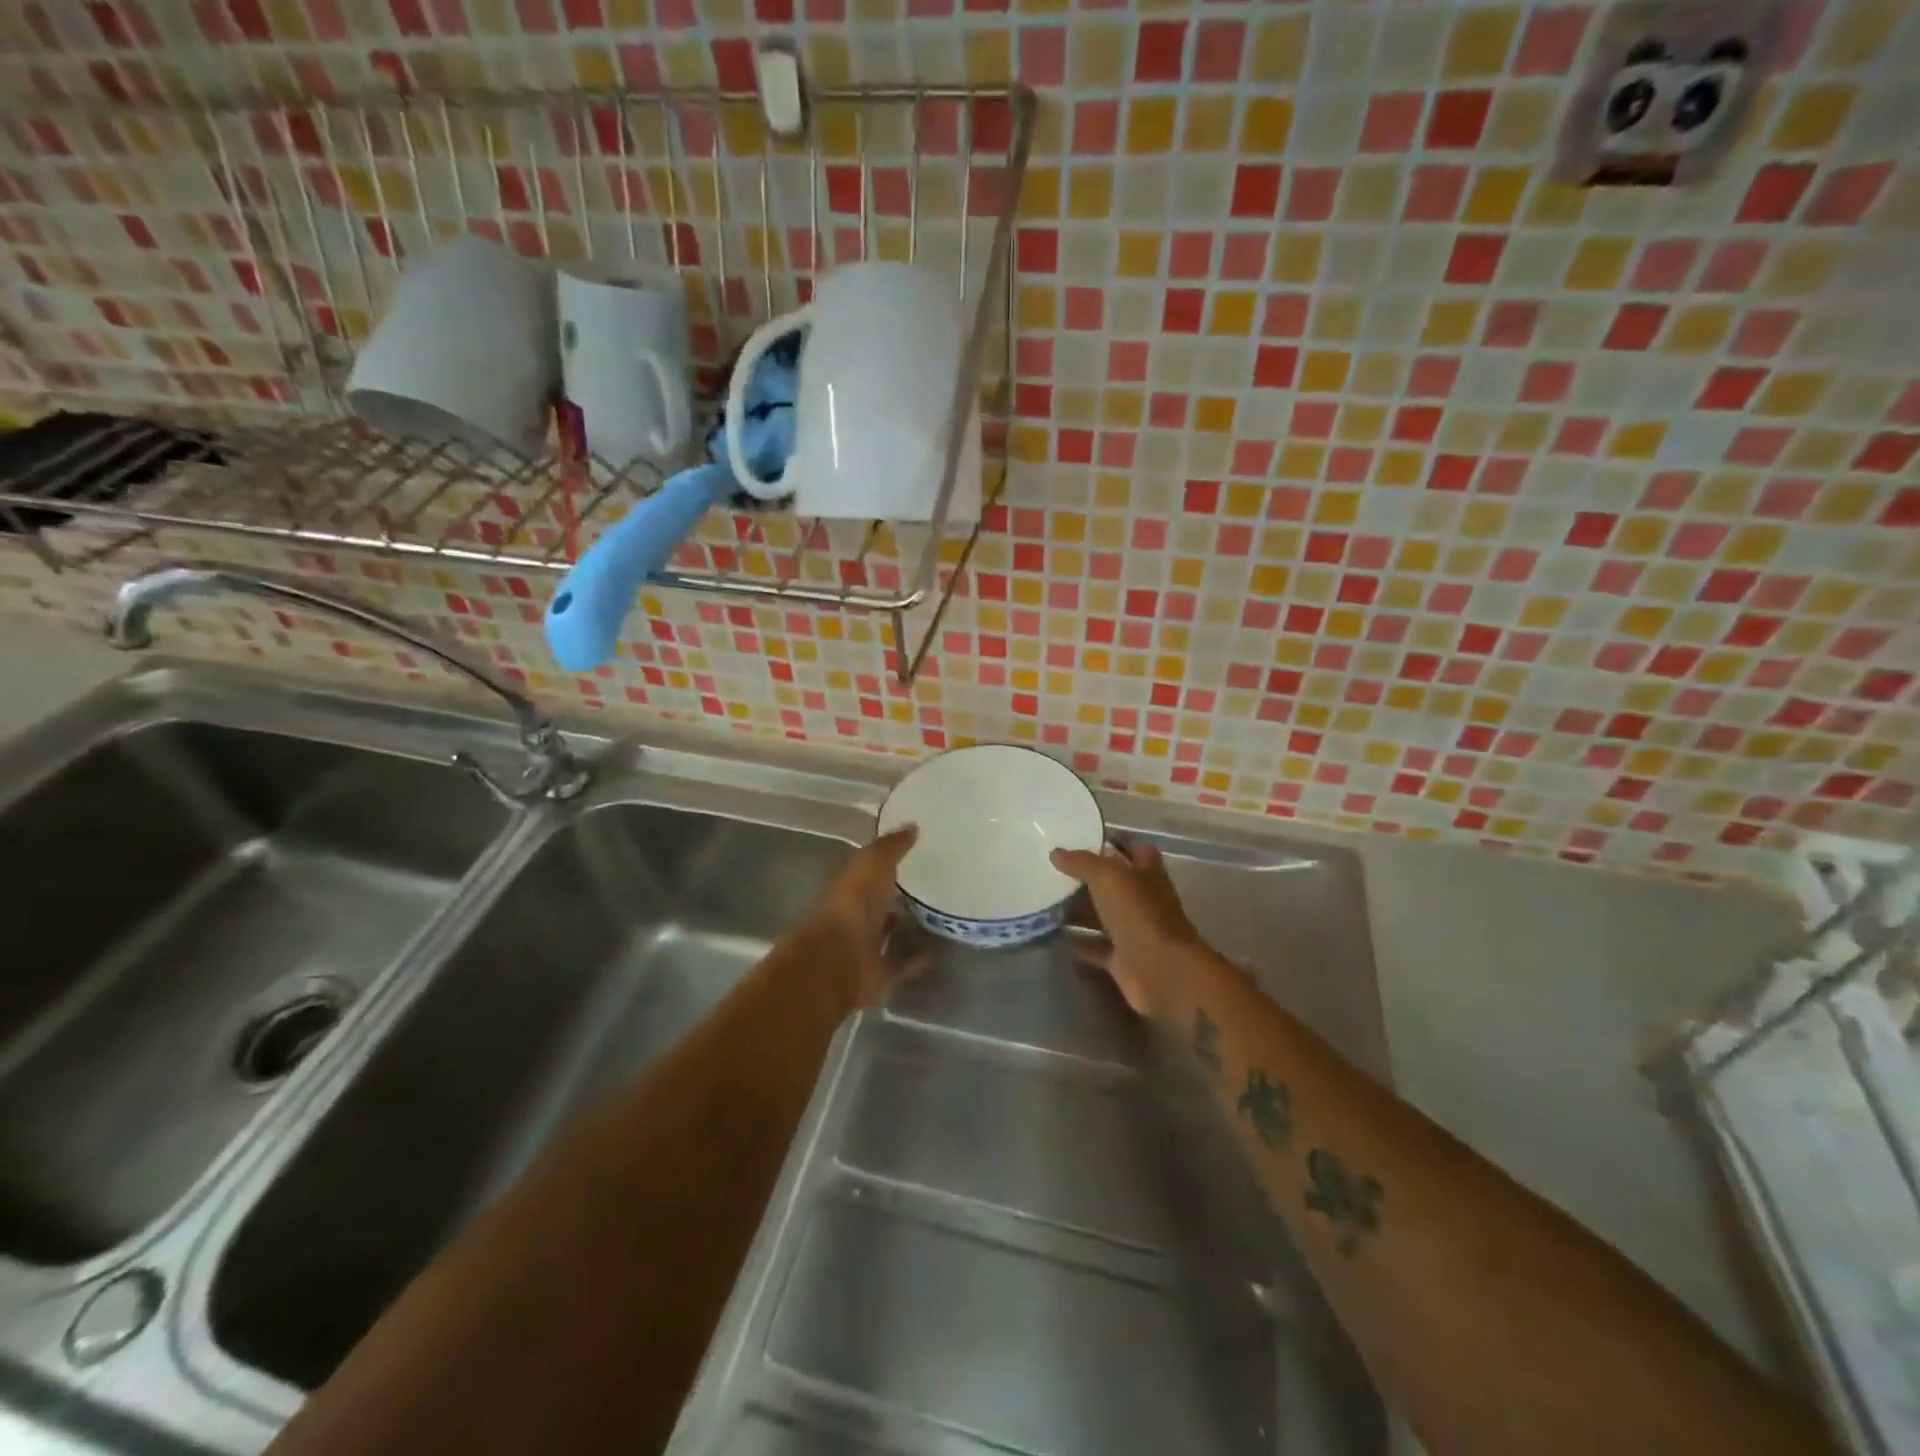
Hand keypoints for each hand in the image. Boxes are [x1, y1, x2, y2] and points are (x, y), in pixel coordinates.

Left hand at [810, 825, 922, 1009]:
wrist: (838, 960)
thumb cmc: (853, 904)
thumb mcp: (873, 863)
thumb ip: (891, 846)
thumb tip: (912, 825)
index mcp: (848, 886)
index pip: (866, 869)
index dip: (883, 860)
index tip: (910, 851)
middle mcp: (853, 915)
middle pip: (875, 902)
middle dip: (893, 894)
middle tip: (926, 883)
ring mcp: (863, 946)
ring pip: (885, 933)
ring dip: (902, 926)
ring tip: (934, 915)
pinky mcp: (877, 974)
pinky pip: (900, 964)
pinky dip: (915, 960)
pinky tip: (936, 952)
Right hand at [1050, 838, 1203, 1021]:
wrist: (1161, 971)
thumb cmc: (1139, 914)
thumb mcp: (1108, 876)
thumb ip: (1081, 862)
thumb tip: (1055, 853)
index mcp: (1146, 873)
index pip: (1134, 849)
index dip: (1115, 841)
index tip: (1084, 837)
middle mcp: (1142, 899)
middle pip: (1113, 884)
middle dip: (1087, 877)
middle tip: (1052, 870)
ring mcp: (1133, 930)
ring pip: (1102, 915)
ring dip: (1079, 910)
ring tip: (1045, 900)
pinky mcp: (1122, 959)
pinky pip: (1096, 947)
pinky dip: (1079, 943)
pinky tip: (1054, 935)